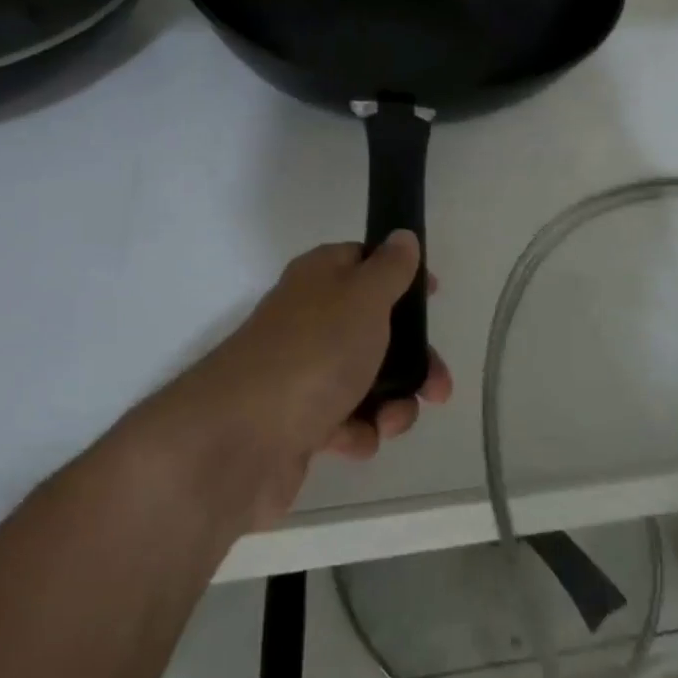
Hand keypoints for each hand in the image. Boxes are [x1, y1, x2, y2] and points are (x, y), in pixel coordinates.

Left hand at [149, 232, 452, 526]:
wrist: (240, 438)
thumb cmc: (313, 353)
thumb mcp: (364, 297)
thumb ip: (390, 268)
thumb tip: (402, 236)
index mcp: (321, 278)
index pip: (365, 261)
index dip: (401, 276)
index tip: (432, 296)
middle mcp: (310, 319)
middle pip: (375, 328)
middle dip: (413, 360)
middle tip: (437, 388)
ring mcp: (302, 371)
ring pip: (365, 379)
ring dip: (391, 404)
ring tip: (390, 422)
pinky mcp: (297, 421)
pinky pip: (343, 421)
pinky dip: (355, 432)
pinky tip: (351, 441)